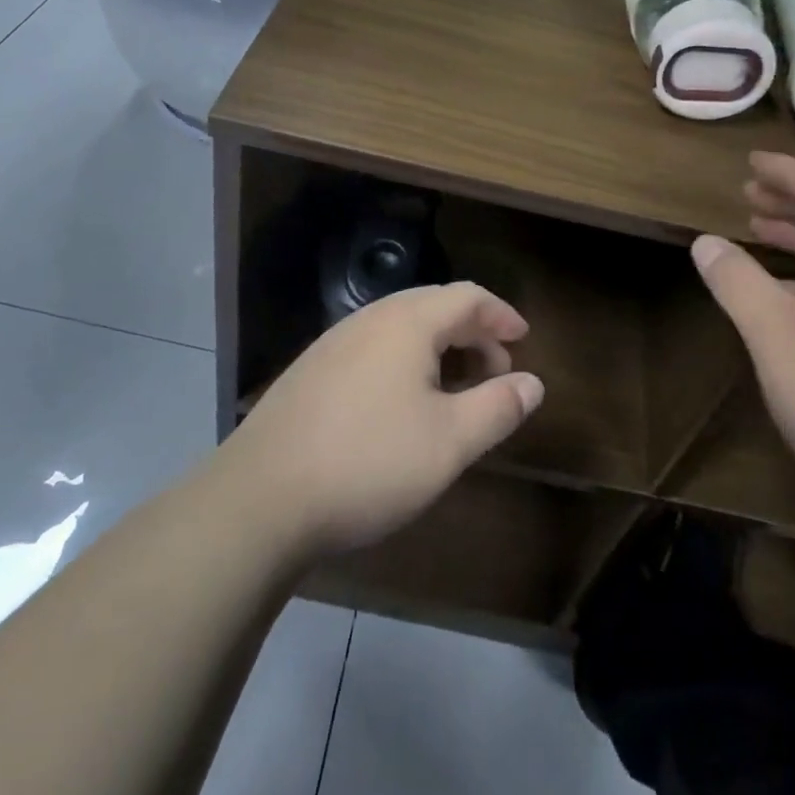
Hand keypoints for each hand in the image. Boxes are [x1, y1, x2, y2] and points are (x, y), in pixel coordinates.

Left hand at [219, 283, 544, 558]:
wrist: (260, 497)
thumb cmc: (368, 462)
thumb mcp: (448, 442)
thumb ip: (498, 407)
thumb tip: (533, 383)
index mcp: (407, 322)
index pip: (467, 297)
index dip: (501, 314)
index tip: (524, 339)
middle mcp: (371, 318)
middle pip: (434, 305)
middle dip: (472, 331)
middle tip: (496, 368)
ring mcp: (335, 342)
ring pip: (401, 326)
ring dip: (439, 346)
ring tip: (455, 386)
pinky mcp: (312, 369)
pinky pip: (374, 346)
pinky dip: (406, 359)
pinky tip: (403, 402)